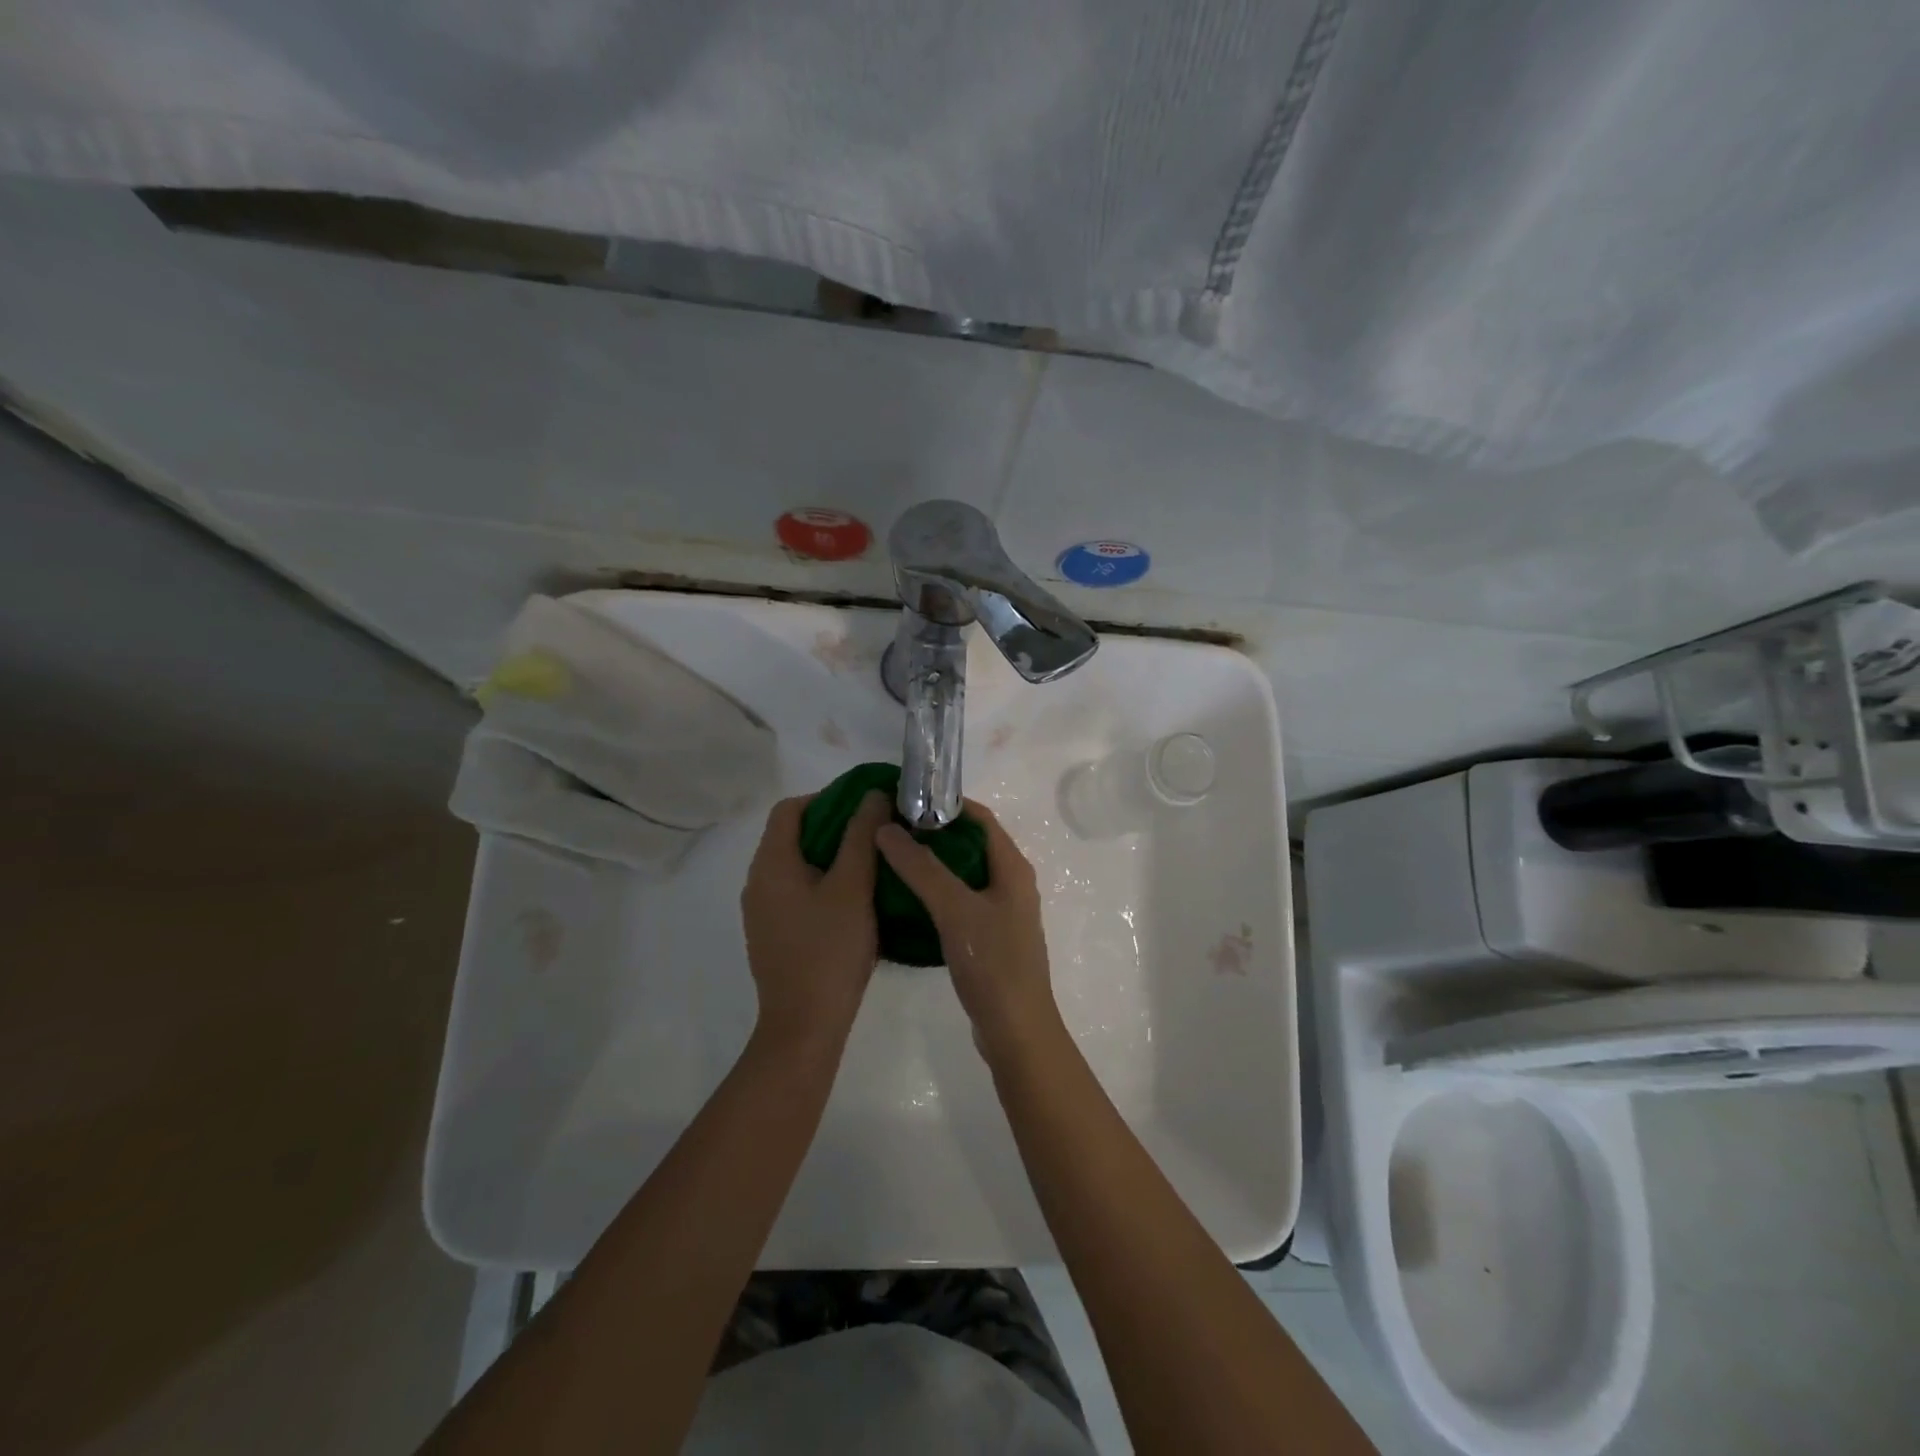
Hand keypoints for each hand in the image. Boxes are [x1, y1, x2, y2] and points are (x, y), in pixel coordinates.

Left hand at [740, 791, 889, 1053]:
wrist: (804, 1026)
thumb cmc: (830, 950)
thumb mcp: (854, 886)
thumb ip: (861, 835)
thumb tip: (872, 795)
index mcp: (771, 864)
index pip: (790, 809)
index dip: (827, 798)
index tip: (864, 808)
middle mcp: (757, 881)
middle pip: (791, 835)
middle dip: (833, 828)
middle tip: (875, 834)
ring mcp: (762, 911)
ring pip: (795, 866)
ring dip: (829, 857)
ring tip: (870, 864)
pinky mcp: (771, 934)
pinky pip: (795, 892)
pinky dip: (821, 884)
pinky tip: (853, 901)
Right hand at [875, 801, 1061, 1061]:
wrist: (1016, 1030)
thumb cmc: (992, 963)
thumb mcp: (955, 910)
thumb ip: (922, 868)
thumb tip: (886, 828)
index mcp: (1012, 867)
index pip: (979, 817)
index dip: (945, 803)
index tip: (905, 799)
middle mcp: (1010, 882)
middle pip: (970, 843)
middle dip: (932, 832)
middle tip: (889, 828)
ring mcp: (1001, 910)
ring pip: (963, 873)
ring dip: (931, 862)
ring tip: (890, 857)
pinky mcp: (989, 935)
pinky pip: (960, 899)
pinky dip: (936, 891)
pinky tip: (906, 898)